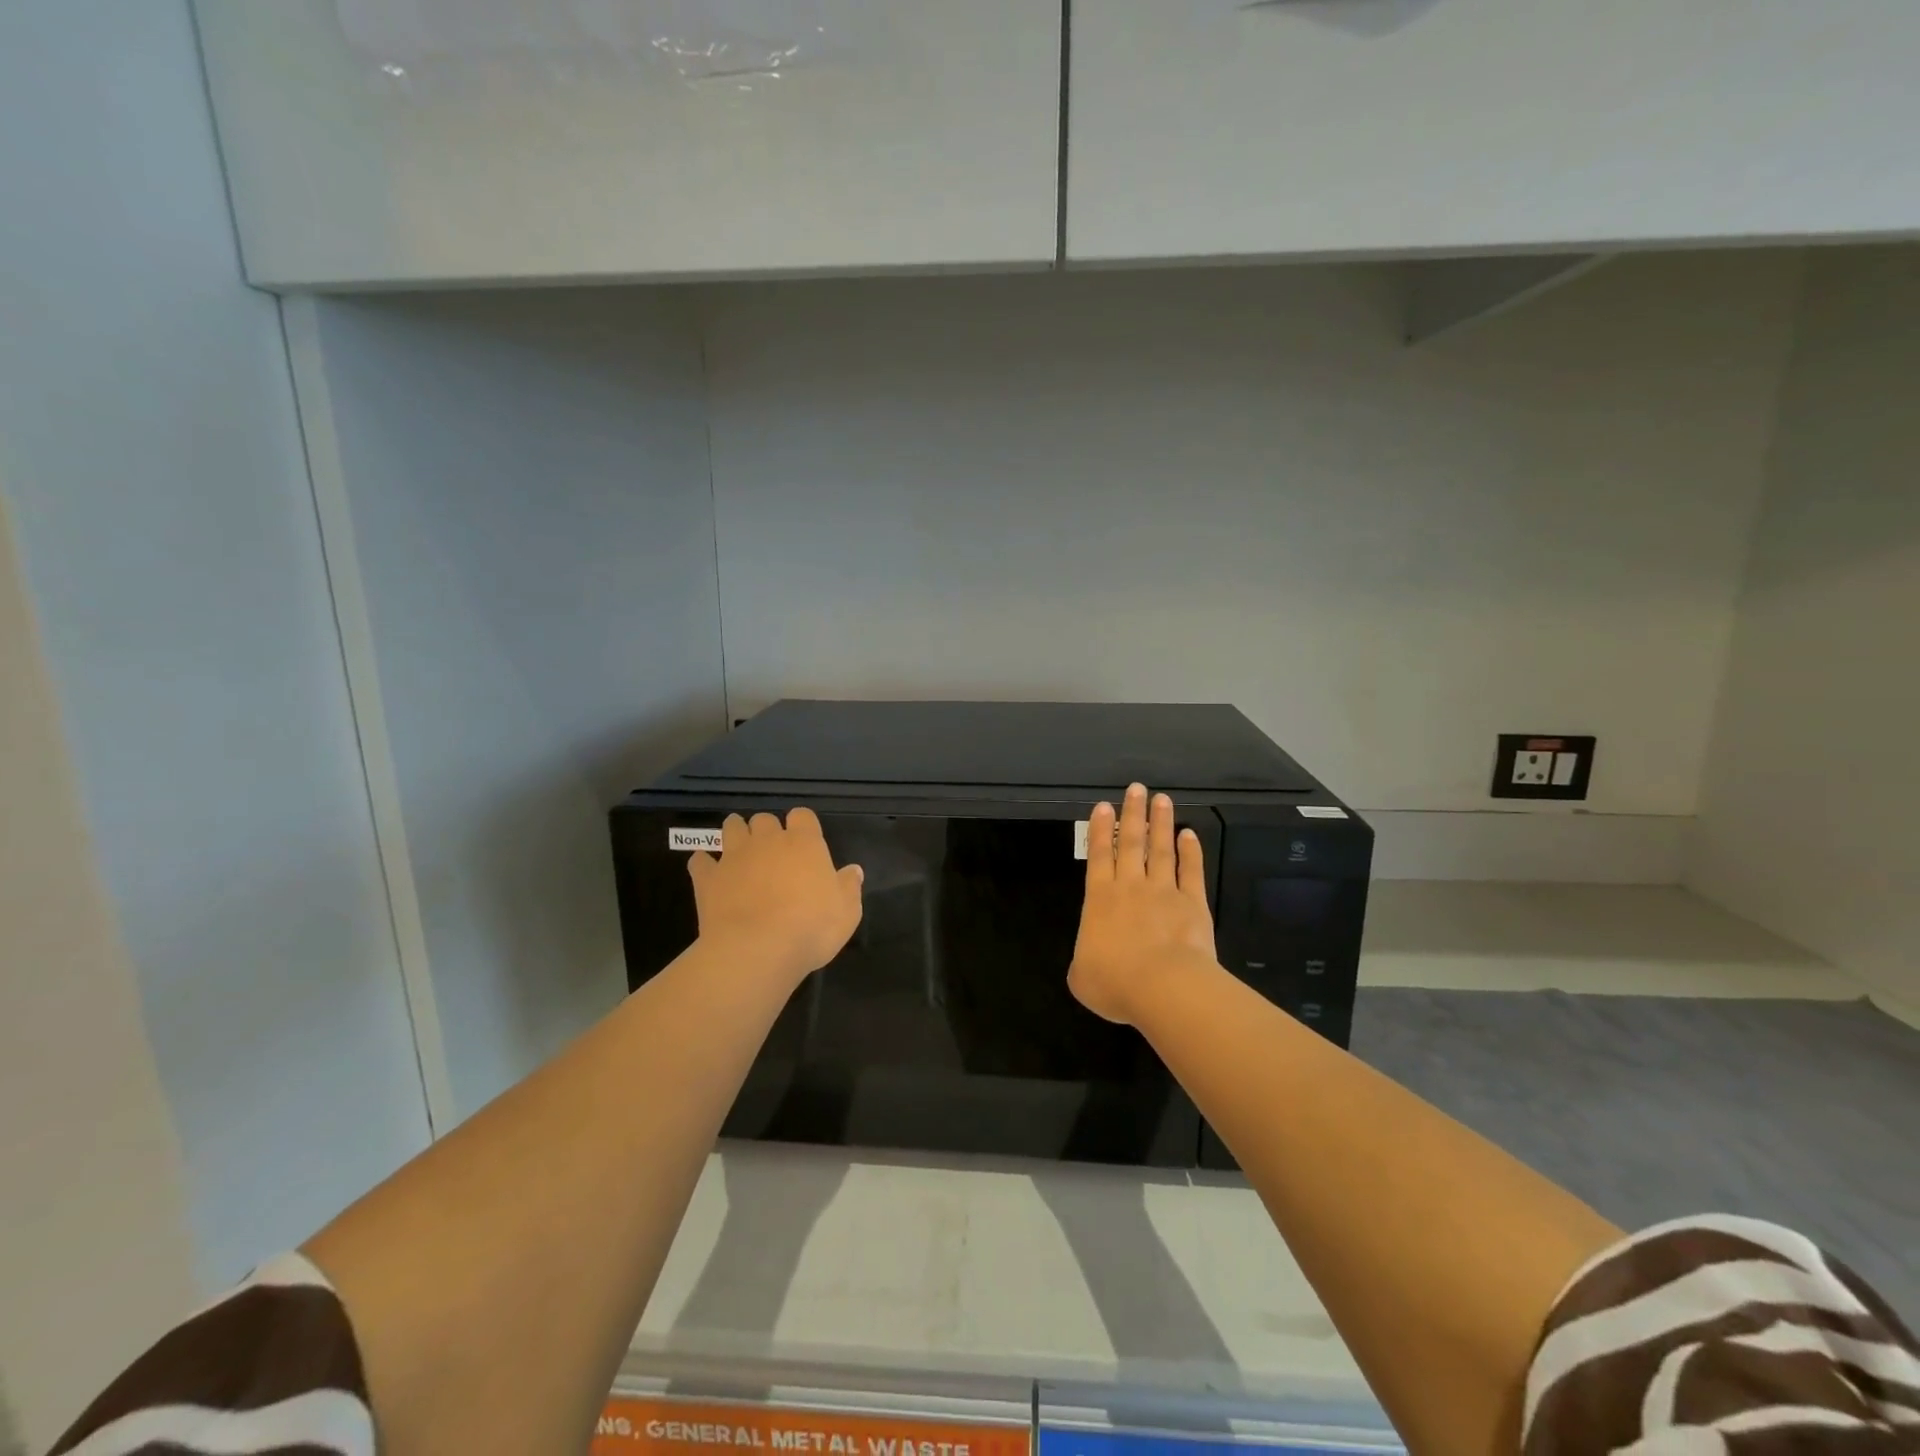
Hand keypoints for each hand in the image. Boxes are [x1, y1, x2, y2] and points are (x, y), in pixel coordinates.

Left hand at [687, 808, 863, 986]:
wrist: (756, 949)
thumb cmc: (811, 928)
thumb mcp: (847, 912)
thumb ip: (849, 887)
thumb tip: (853, 870)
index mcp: (804, 843)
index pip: (803, 815)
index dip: (803, 825)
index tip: (805, 842)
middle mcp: (768, 841)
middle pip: (765, 819)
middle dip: (767, 830)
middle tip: (772, 851)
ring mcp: (734, 856)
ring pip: (732, 828)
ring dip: (736, 833)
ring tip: (740, 850)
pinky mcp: (708, 878)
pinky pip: (700, 860)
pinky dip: (704, 863)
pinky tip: (709, 872)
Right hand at [1068, 784, 1215, 1024]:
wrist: (1163, 987)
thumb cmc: (1115, 982)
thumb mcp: (1082, 978)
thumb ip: (1084, 962)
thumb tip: (1089, 962)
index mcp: (1100, 900)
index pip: (1098, 856)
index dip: (1099, 830)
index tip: (1104, 805)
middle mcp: (1130, 887)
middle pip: (1130, 843)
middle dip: (1132, 814)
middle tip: (1135, 788)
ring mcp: (1164, 892)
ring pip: (1161, 850)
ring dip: (1160, 823)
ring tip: (1161, 799)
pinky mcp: (1193, 904)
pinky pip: (1191, 872)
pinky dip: (1191, 852)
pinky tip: (1190, 834)